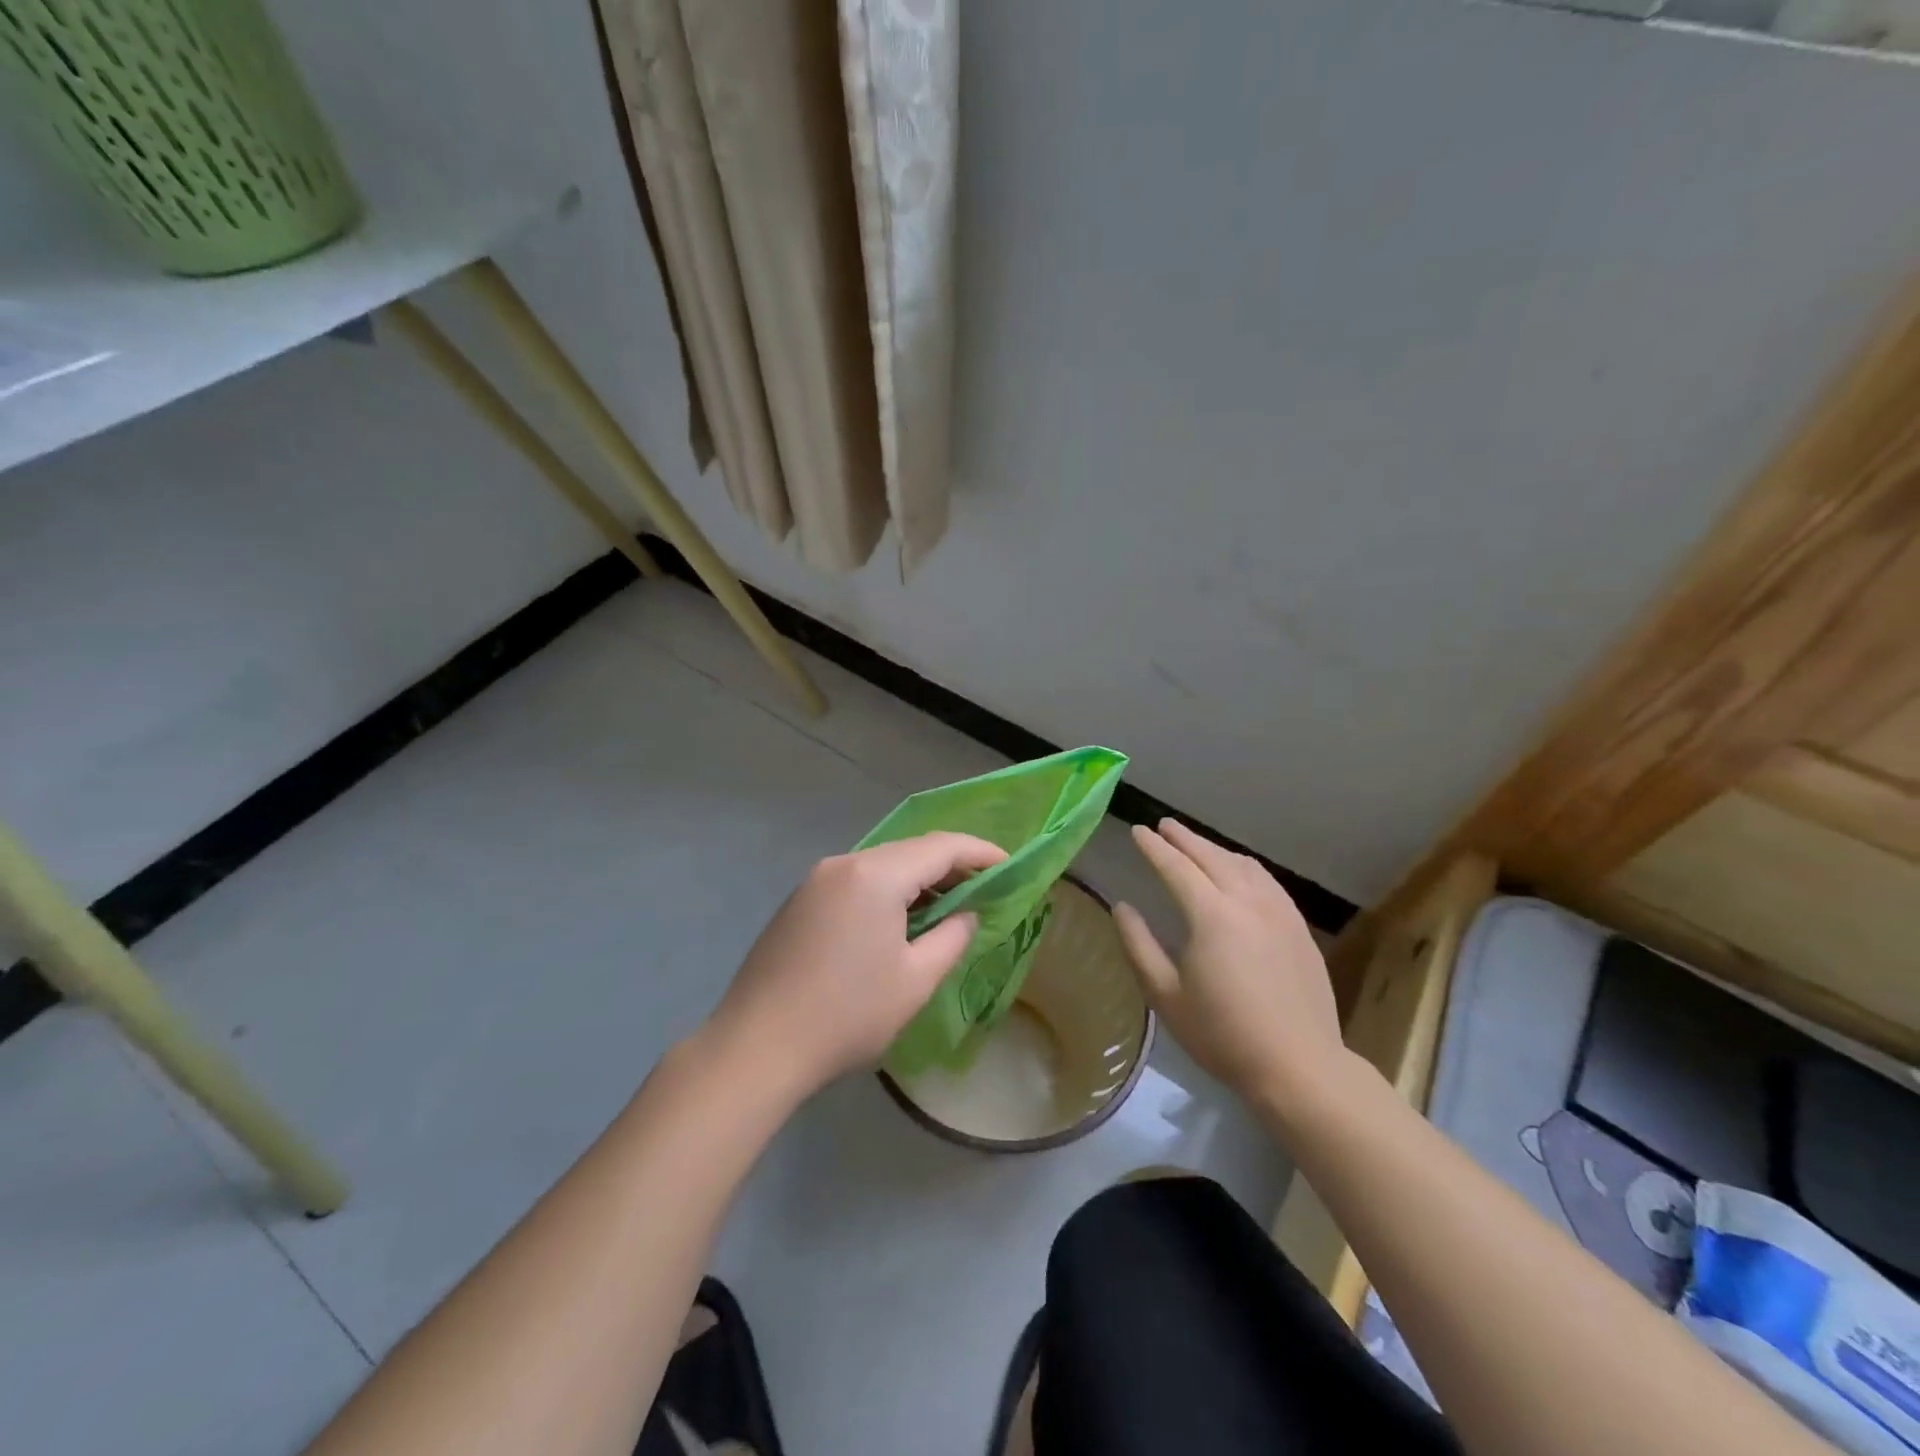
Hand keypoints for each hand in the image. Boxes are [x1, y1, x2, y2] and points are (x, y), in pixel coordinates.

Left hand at [703, 832, 1007, 1103]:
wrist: (756, 1047)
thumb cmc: (847, 1015)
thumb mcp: (915, 980)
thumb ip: (952, 937)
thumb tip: (966, 914)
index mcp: (875, 875)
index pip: (940, 847)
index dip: (979, 853)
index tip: (1009, 866)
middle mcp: (844, 864)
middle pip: (909, 850)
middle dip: (950, 865)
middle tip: (984, 889)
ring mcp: (815, 880)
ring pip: (881, 865)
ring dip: (917, 879)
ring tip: (947, 905)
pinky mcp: (799, 901)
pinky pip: (856, 881)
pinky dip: (887, 890)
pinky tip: (898, 918)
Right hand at [1113, 820, 1343, 1110]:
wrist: (1299, 1066)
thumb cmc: (1222, 1034)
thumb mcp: (1166, 995)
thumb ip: (1139, 946)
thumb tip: (1122, 907)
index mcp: (1211, 915)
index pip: (1176, 867)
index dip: (1154, 847)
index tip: (1137, 831)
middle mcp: (1246, 901)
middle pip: (1211, 856)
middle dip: (1184, 838)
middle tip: (1164, 825)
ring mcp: (1279, 912)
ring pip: (1243, 864)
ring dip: (1215, 849)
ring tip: (1196, 846)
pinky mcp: (1298, 927)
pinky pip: (1267, 881)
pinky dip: (1245, 866)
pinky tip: (1240, 872)